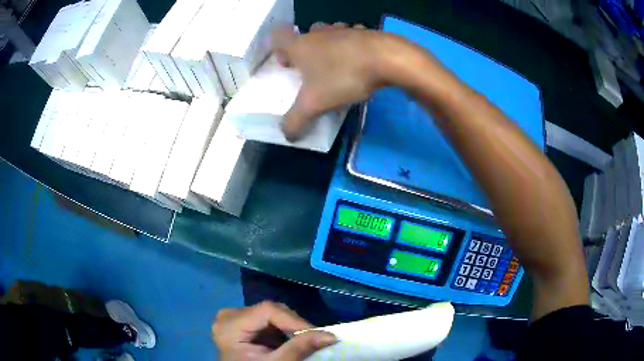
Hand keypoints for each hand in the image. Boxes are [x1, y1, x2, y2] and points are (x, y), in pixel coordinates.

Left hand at [212, 301, 336, 360]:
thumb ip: (299, 348)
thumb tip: (331, 336)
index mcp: (230, 324)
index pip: (267, 310)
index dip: (295, 320)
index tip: (318, 334)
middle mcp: (230, 315)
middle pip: (270, 310)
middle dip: (294, 324)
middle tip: (315, 338)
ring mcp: (236, 318)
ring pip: (272, 314)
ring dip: (291, 327)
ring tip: (306, 340)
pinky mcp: (244, 323)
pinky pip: (269, 320)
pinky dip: (284, 330)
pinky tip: (292, 340)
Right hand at [272, 23, 394, 139]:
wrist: (386, 58)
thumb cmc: (342, 76)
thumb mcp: (314, 104)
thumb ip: (296, 120)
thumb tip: (287, 135)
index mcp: (300, 46)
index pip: (278, 38)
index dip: (278, 50)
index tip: (287, 64)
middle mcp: (319, 33)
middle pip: (305, 36)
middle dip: (305, 51)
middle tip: (311, 70)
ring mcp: (343, 29)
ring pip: (329, 33)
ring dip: (329, 46)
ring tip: (336, 65)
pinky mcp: (365, 32)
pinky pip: (353, 36)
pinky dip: (352, 46)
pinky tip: (360, 60)